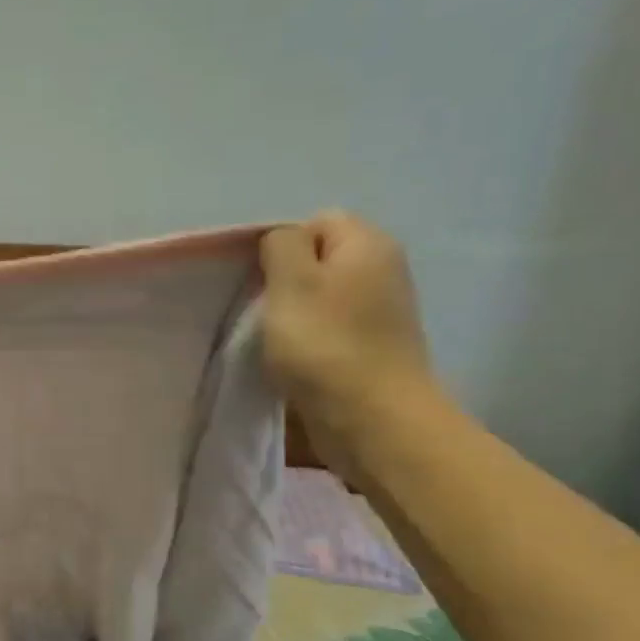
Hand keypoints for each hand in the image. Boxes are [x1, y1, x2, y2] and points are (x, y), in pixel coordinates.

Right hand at [259, 212, 444, 476]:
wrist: (371, 419)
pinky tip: (291, 361)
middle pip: (319, 261)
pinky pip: (329, 330)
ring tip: (271, 340)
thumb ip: (281, 246)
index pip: (315, 222)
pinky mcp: (372, 348)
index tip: (256, 280)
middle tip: (259, 310)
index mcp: (367, 245)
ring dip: (292, 316)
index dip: (280, 246)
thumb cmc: (324, 344)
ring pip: (321, 298)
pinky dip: (306, 341)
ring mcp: (381, 312)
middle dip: (283, 282)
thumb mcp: (291, 282)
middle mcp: (383, 270)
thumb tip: (281, 239)